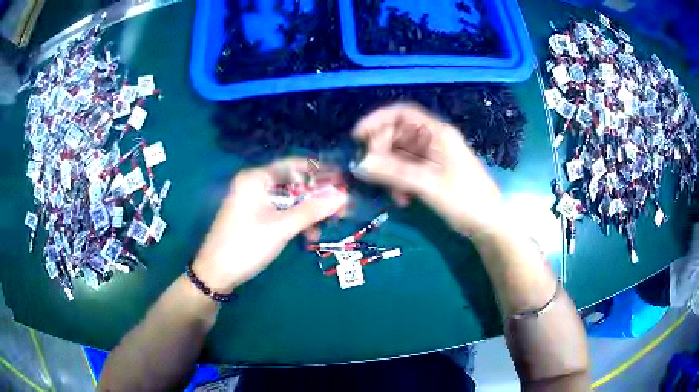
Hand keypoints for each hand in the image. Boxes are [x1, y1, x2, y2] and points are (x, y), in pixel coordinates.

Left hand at [192, 158, 347, 293]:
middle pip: (293, 183)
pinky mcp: (253, 216)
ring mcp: (253, 201)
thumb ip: (313, 211)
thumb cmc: (246, 245)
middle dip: (316, 197)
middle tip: (340, 208)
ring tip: (324, 227)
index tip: (342, 180)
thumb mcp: (282, 228)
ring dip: (307, 212)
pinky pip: (280, 211)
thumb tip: (344, 197)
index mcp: (256, 178)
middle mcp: (254, 184)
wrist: (216, 273)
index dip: (320, 171)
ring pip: (288, 200)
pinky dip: (294, 221)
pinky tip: (307, 235)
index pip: (294, 164)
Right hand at [352, 103, 504, 235]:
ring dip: (391, 172)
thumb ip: (393, 172)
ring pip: (401, 155)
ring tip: (394, 194)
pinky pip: (409, 170)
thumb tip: (360, 163)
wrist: (490, 224)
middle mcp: (435, 140)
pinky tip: (404, 200)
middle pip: (399, 134)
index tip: (357, 136)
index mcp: (438, 133)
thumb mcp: (428, 185)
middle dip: (382, 152)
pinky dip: (401, 182)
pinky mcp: (434, 172)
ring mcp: (435, 156)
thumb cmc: (466, 201)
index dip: (377, 120)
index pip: (402, 113)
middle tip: (372, 172)